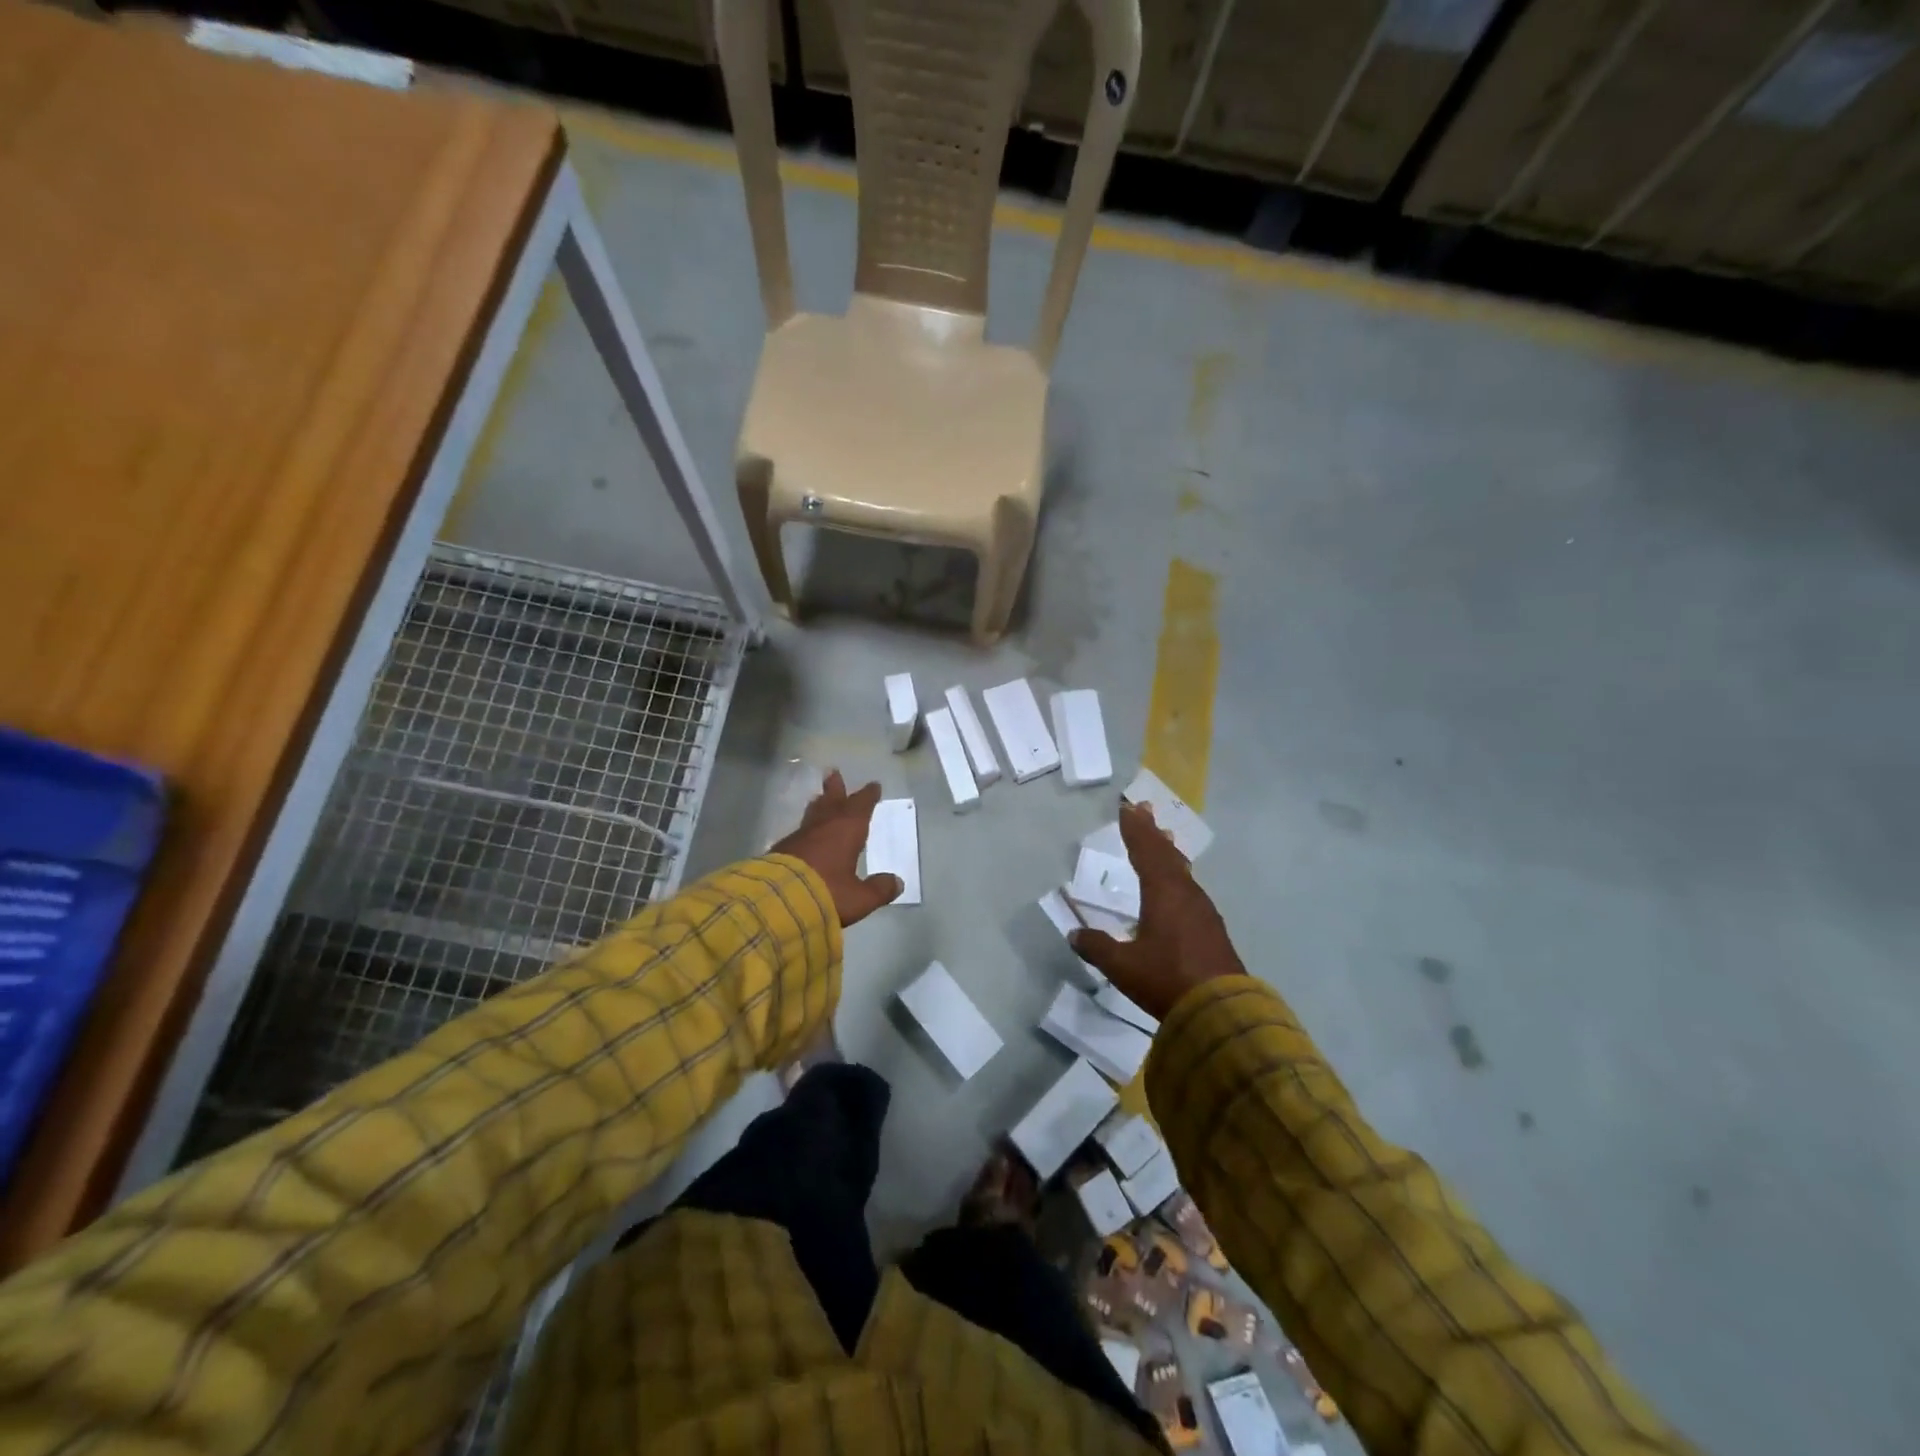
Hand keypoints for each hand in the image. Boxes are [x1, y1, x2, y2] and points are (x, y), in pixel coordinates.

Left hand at [770, 770, 903, 927]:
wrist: (777, 901)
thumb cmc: (826, 893)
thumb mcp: (859, 898)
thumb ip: (879, 889)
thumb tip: (897, 883)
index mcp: (847, 830)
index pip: (861, 806)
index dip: (868, 796)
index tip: (873, 785)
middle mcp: (824, 826)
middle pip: (832, 801)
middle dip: (836, 788)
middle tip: (834, 772)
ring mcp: (800, 836)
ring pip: (814, 813)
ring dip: (820, 804)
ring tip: (820, 797)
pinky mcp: (782, 849)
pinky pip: (800, 831)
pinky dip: (807, 827)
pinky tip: (805, 833)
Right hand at [1071, 801, 1244, 1019]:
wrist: (1222, 1011)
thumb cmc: (1167, 980)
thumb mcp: (1122, 966)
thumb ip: (1097, 947)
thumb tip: (1075, 933)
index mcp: (1162, 893)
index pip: (1145, 851)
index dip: (1135, 830)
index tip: (1128, 808)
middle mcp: (1184, 894)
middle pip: (1166, 855)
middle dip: (1153, 832)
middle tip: (1145, 810)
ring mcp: (1202, 910)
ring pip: (1181, 871)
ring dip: (1168, 852)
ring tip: (1163, 839)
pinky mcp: (1212, 928)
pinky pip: (1190, 888)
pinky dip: (1179, 875)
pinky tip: (1178, 884)